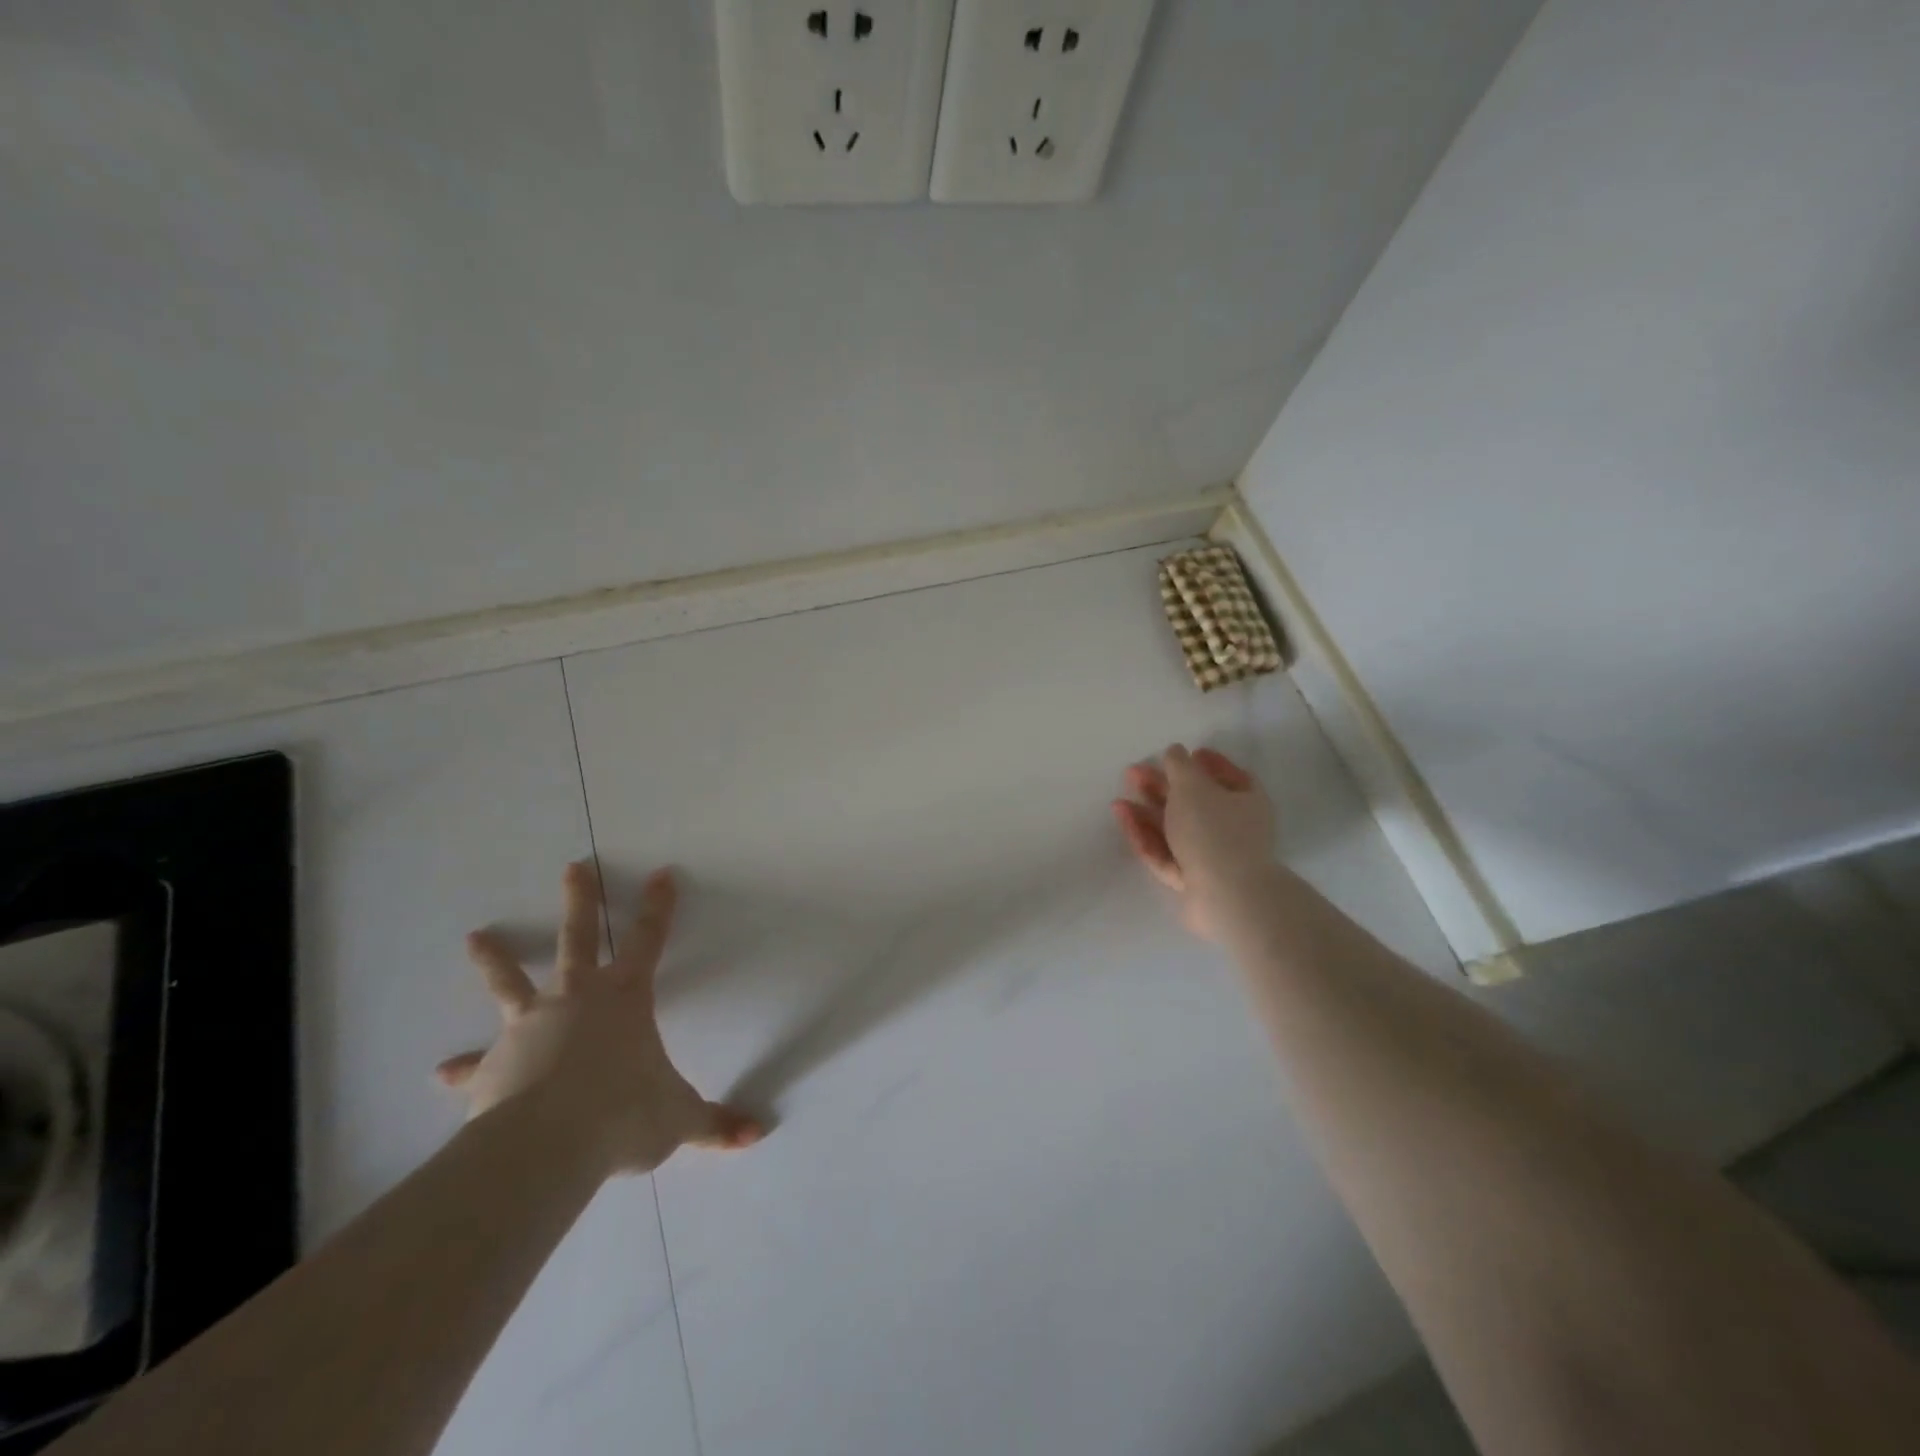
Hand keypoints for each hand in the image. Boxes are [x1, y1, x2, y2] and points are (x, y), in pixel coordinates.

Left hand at [436, 862, 762, 1176]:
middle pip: (578, 938)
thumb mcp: (678, 1119)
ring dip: (496, 959)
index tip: (662, 874)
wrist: (546, 1145)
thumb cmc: (623, 1114)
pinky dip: (465, 1066)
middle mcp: (577, 998)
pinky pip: (477, 1063)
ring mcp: (530, 1026)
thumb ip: (715, 1125)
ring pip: (510, 982)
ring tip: (475, 936)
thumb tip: (758, 1135)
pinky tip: (444, 1071)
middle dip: (580, 901)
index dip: (659, 907)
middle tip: (573, 868)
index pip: (650, 940)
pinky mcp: (493, 1064)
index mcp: (625, 998)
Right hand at [1111, 744, 1277, 941]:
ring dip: (1148, 812)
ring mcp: (1213, 857)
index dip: (1209, 763)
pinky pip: (1166, 853)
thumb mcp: (1193, 786)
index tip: (1186, 753)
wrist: (1227, 896)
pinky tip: (1124, 819)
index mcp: (1247, 802)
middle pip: (1194, 803)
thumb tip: (1175, 751)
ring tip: (1119, 800)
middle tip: (1134, 774)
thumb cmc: (1215, 830)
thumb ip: (1179, 765)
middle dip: (1163, 788)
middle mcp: (1234, 829)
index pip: (1230, 777)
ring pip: (1176, 829)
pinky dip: (1145, 836)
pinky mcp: (1192, 880)